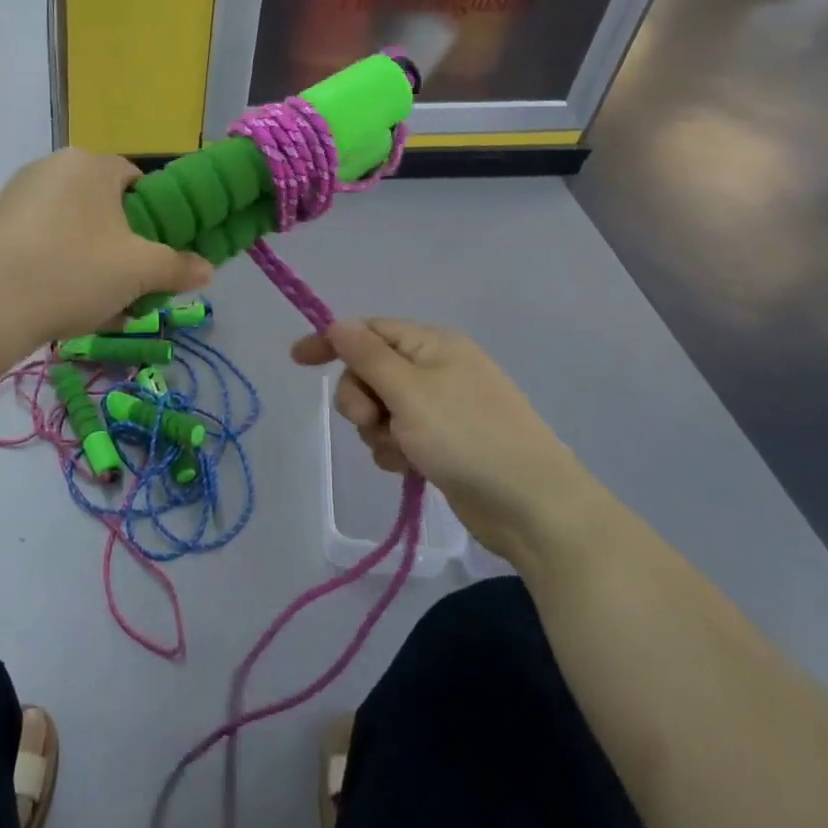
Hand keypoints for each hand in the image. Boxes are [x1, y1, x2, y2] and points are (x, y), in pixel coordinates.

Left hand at [0, 149, 211, 350]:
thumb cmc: (73, 272)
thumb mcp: (139, 272)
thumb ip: (178, 267)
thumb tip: (207, 269)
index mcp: (91, 164)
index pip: (137, 181)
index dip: (154, 218)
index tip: (155, 255)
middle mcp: (52, 167)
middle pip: (104, 206)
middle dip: (121, 246)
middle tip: (129, 285)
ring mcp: (17, 195)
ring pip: (73, 228)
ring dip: (92, 261)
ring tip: (97, 305)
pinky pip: (42, 241)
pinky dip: (58, 266)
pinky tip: (60, 304)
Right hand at [293, 319, 587, 559]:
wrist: (531, 505)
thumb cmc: (467, 437)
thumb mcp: (409, 392)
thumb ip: (367, 355)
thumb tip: (337, 323)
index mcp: (432, 344)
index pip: (368, 330)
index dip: (331, 342)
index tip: (297, 361)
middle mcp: (436, 368)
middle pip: (370, 371)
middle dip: (360, 399)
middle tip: (370, 423)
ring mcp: (442, 407)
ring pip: (381, 408)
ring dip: (378, 431)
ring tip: (401, 452)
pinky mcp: (444, 442)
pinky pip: (399, 435)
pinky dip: (396, 450)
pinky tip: (410, 469)